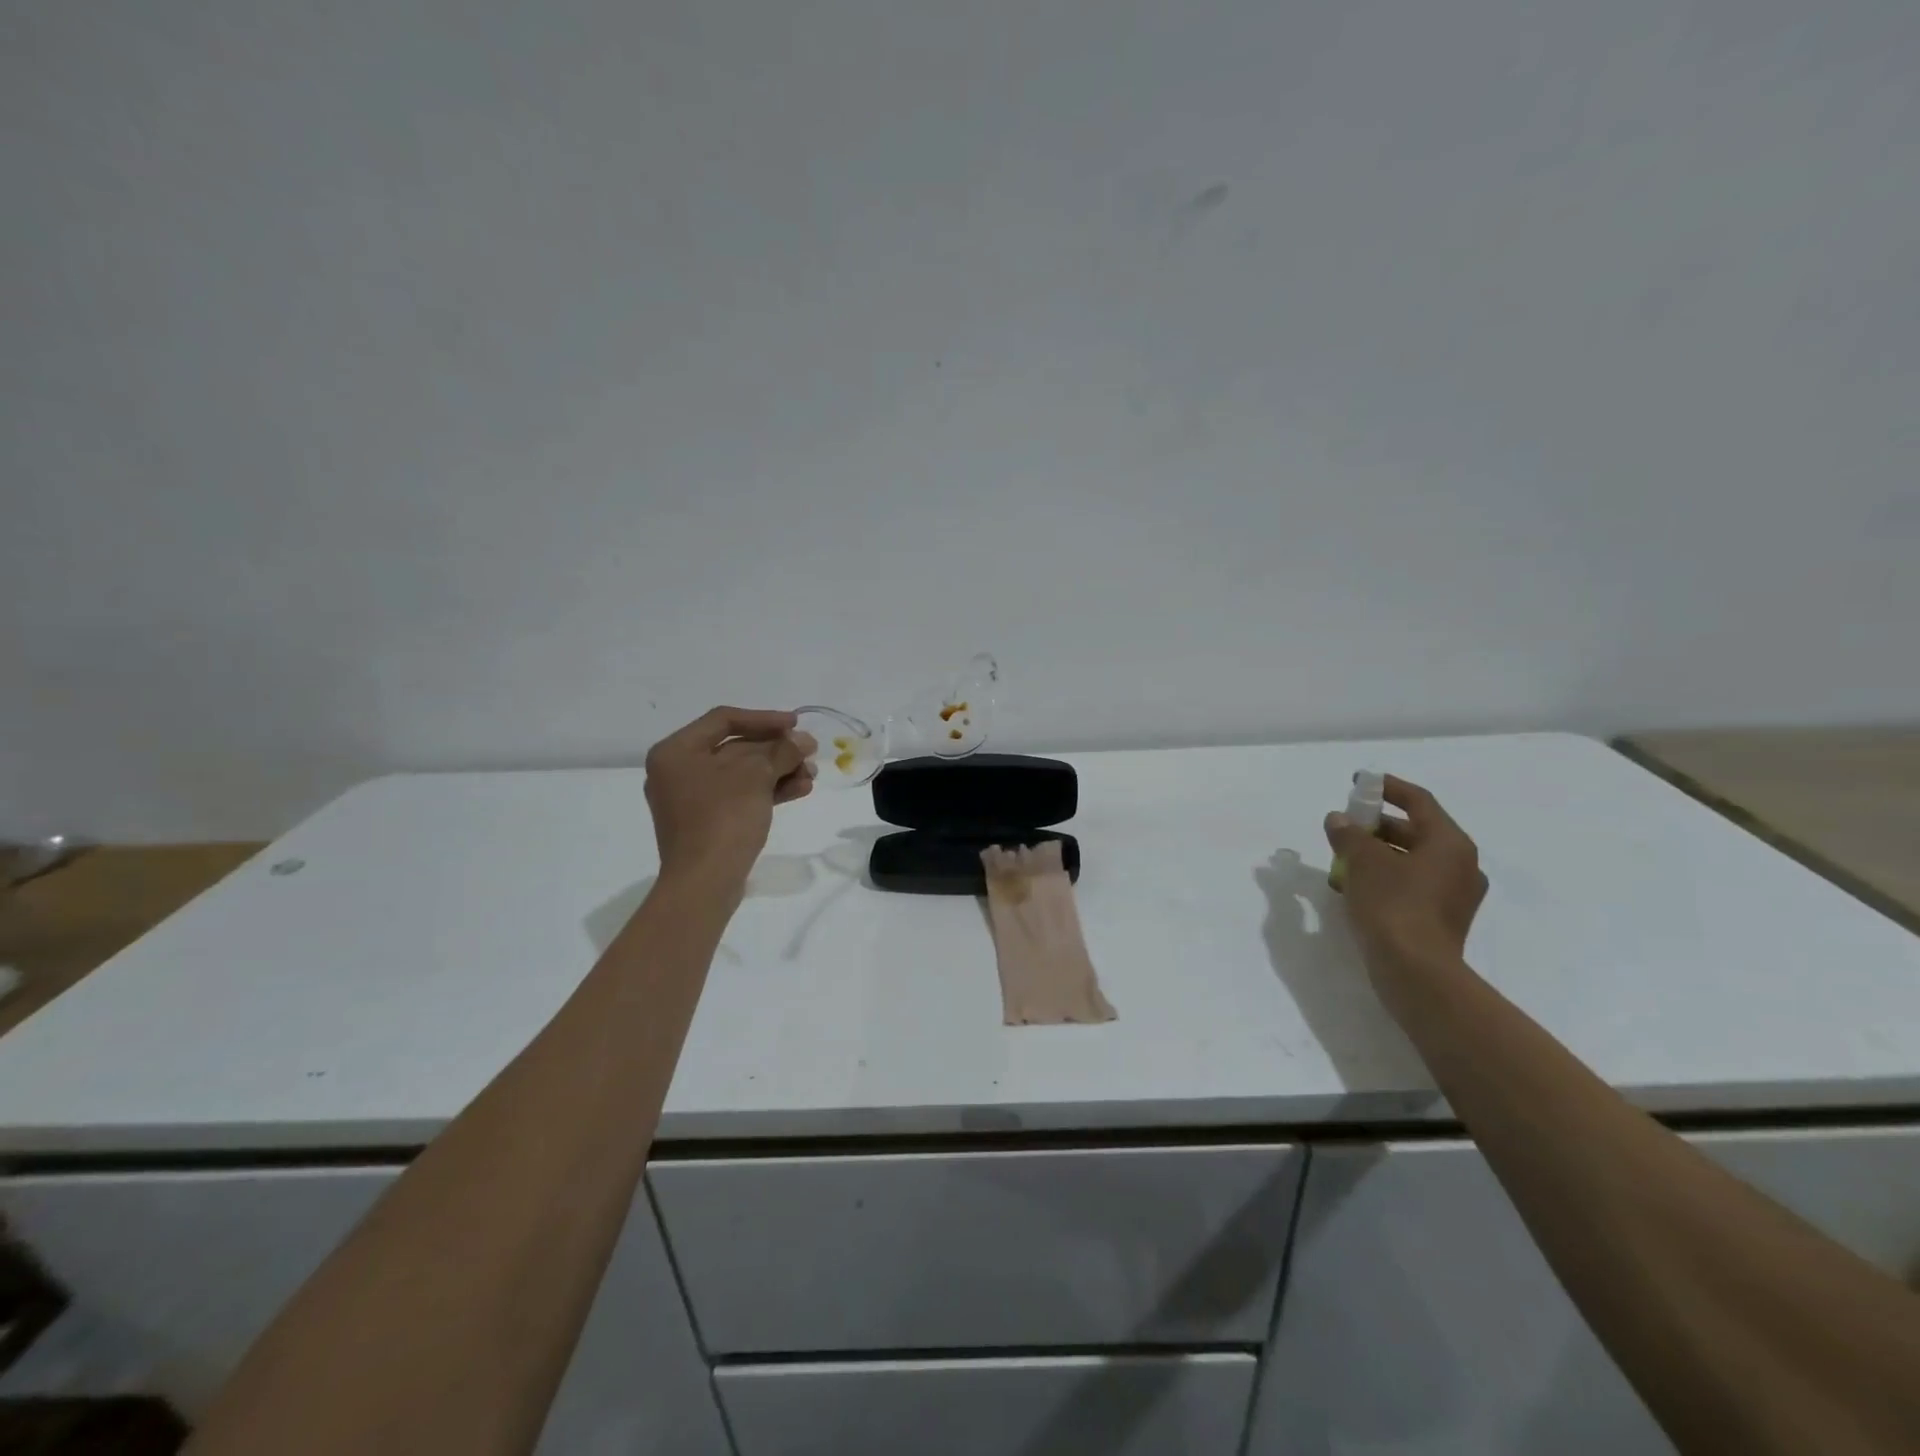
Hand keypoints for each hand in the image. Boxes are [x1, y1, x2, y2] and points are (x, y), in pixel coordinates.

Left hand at [644, 708, 815, 889]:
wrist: (704, 883)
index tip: (797, 725)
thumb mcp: (756, 776)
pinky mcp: (706, 823)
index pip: (724, 720)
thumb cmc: (723, 818)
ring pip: (742, 775)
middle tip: (810, 754)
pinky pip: (740, 797)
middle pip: (736, 748)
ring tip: (811, 776)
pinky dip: (768, 792)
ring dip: (779, 772)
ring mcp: (691, 800)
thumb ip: (781, 751)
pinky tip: (800, 790)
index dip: (764, 719)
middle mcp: (678, 771)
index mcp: (676, 751)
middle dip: (777, 751)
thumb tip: (802, 741)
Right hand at [1325, 775, 1487, 990]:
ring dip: (1378, 854)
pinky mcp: (1442, 919)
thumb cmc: (1393, 905)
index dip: (1387, 788)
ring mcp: (1454, 895)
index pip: (1418, 801)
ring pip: (1412, 860)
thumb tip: (1338, 820)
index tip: (1359, 782)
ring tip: (1342, 858)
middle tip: (1344, 826)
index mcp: (1450, 843)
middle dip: (1376, 826)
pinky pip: (1412, 885)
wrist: (1415, 971)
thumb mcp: (1363, 862)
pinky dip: (1386, 878)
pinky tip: (1356, 886)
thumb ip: (1349, 835)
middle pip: (1415, 831)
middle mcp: (1461, 865)